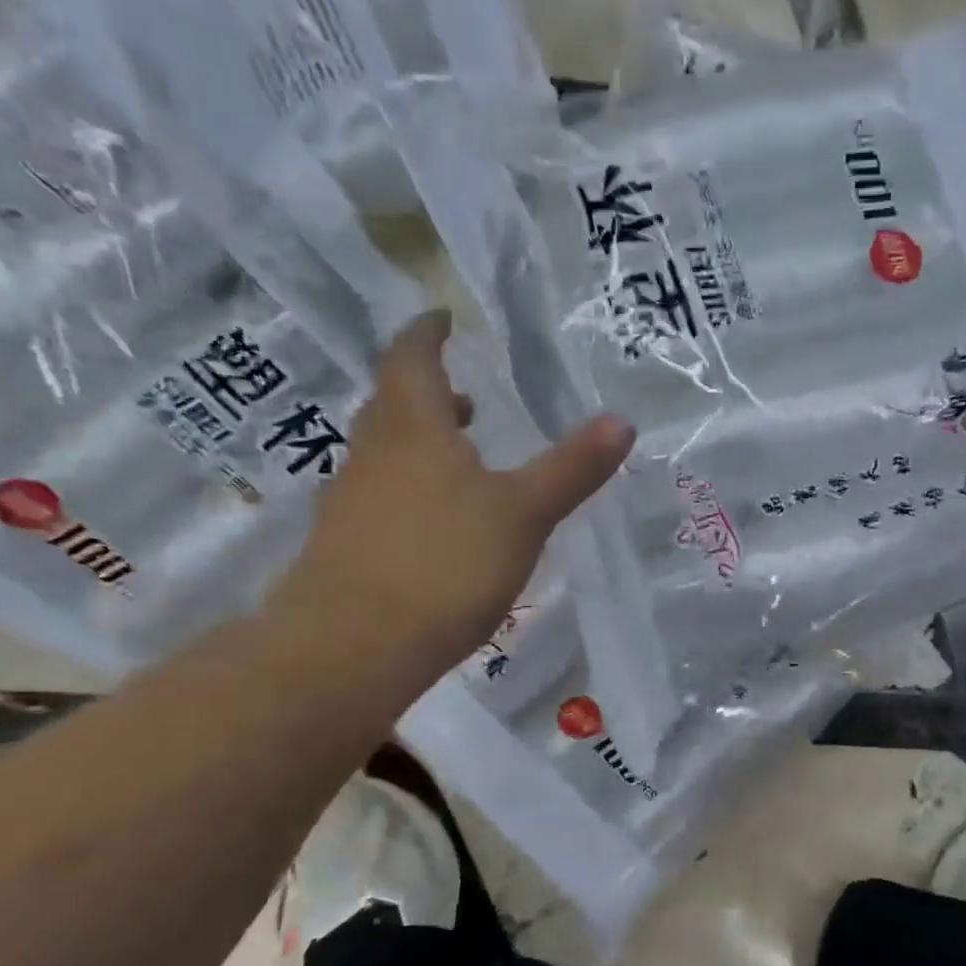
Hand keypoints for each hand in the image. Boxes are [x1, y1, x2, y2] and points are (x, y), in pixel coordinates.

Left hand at [275, 310, 633, 668]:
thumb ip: (571, 468)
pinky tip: (439, 524)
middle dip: (427, 391)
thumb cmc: (444, 563)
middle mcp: (373, 455)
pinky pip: (380, 498)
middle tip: (464, 393)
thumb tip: (622, 421)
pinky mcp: (344, 547)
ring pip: (385, 454)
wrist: (352, 648)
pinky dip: (411, 490)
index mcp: (413, 429)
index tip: (442, 317)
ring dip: (420, 443)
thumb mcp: (524, 513)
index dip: (427, 334)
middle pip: (393, 405)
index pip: (411, 359)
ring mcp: (351, 503)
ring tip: (462, 455)